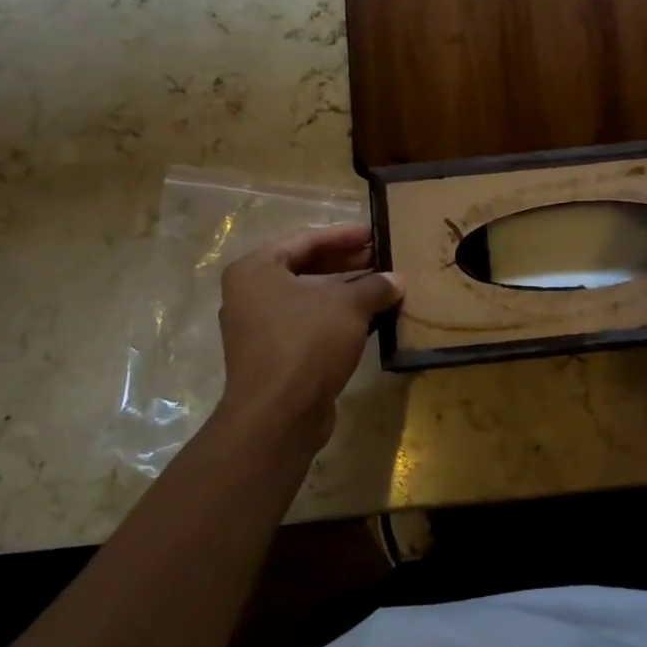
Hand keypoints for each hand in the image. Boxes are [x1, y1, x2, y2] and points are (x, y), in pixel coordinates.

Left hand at [217, 222, 402, 447]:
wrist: (279, 414)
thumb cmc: (307, 342)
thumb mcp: (348, 306)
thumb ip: (374, 286)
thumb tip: (396, 281)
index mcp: (256, 270)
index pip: (306, 240)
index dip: (344, 235)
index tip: (374, 231)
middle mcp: (250, 295)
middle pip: (306, 268)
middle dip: (347, 263)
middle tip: (383, 257)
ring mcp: (259, 328)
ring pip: (310, 299)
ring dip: (346, 292)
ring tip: (383, 286)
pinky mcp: (275, 356)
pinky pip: (310, 325)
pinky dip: (338, 319)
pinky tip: (371, 318)